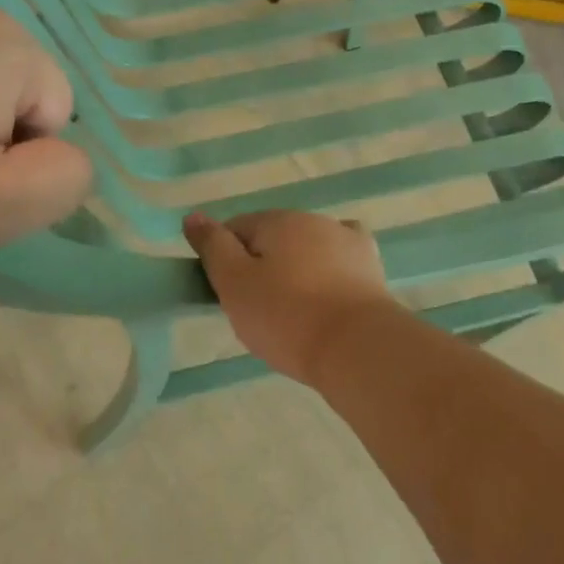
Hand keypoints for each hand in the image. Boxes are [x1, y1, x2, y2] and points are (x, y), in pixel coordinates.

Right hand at [183, 209, 397, 382]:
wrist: (357, 347)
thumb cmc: (286, 317)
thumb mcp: (234, 283)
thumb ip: (213, 246)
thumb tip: (193, 216)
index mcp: (276, 220)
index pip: (235, 229)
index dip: (225, 260)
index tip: (228, 295)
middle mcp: (311, 219)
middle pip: (272, 238)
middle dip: (261, 265)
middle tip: (258, 310)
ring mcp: (346, 240)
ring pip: (306, 247)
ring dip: (296, 269)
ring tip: (295, 313)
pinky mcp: (370, 265)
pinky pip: (341, 258)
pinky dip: (330, 269)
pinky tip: (330, 291)